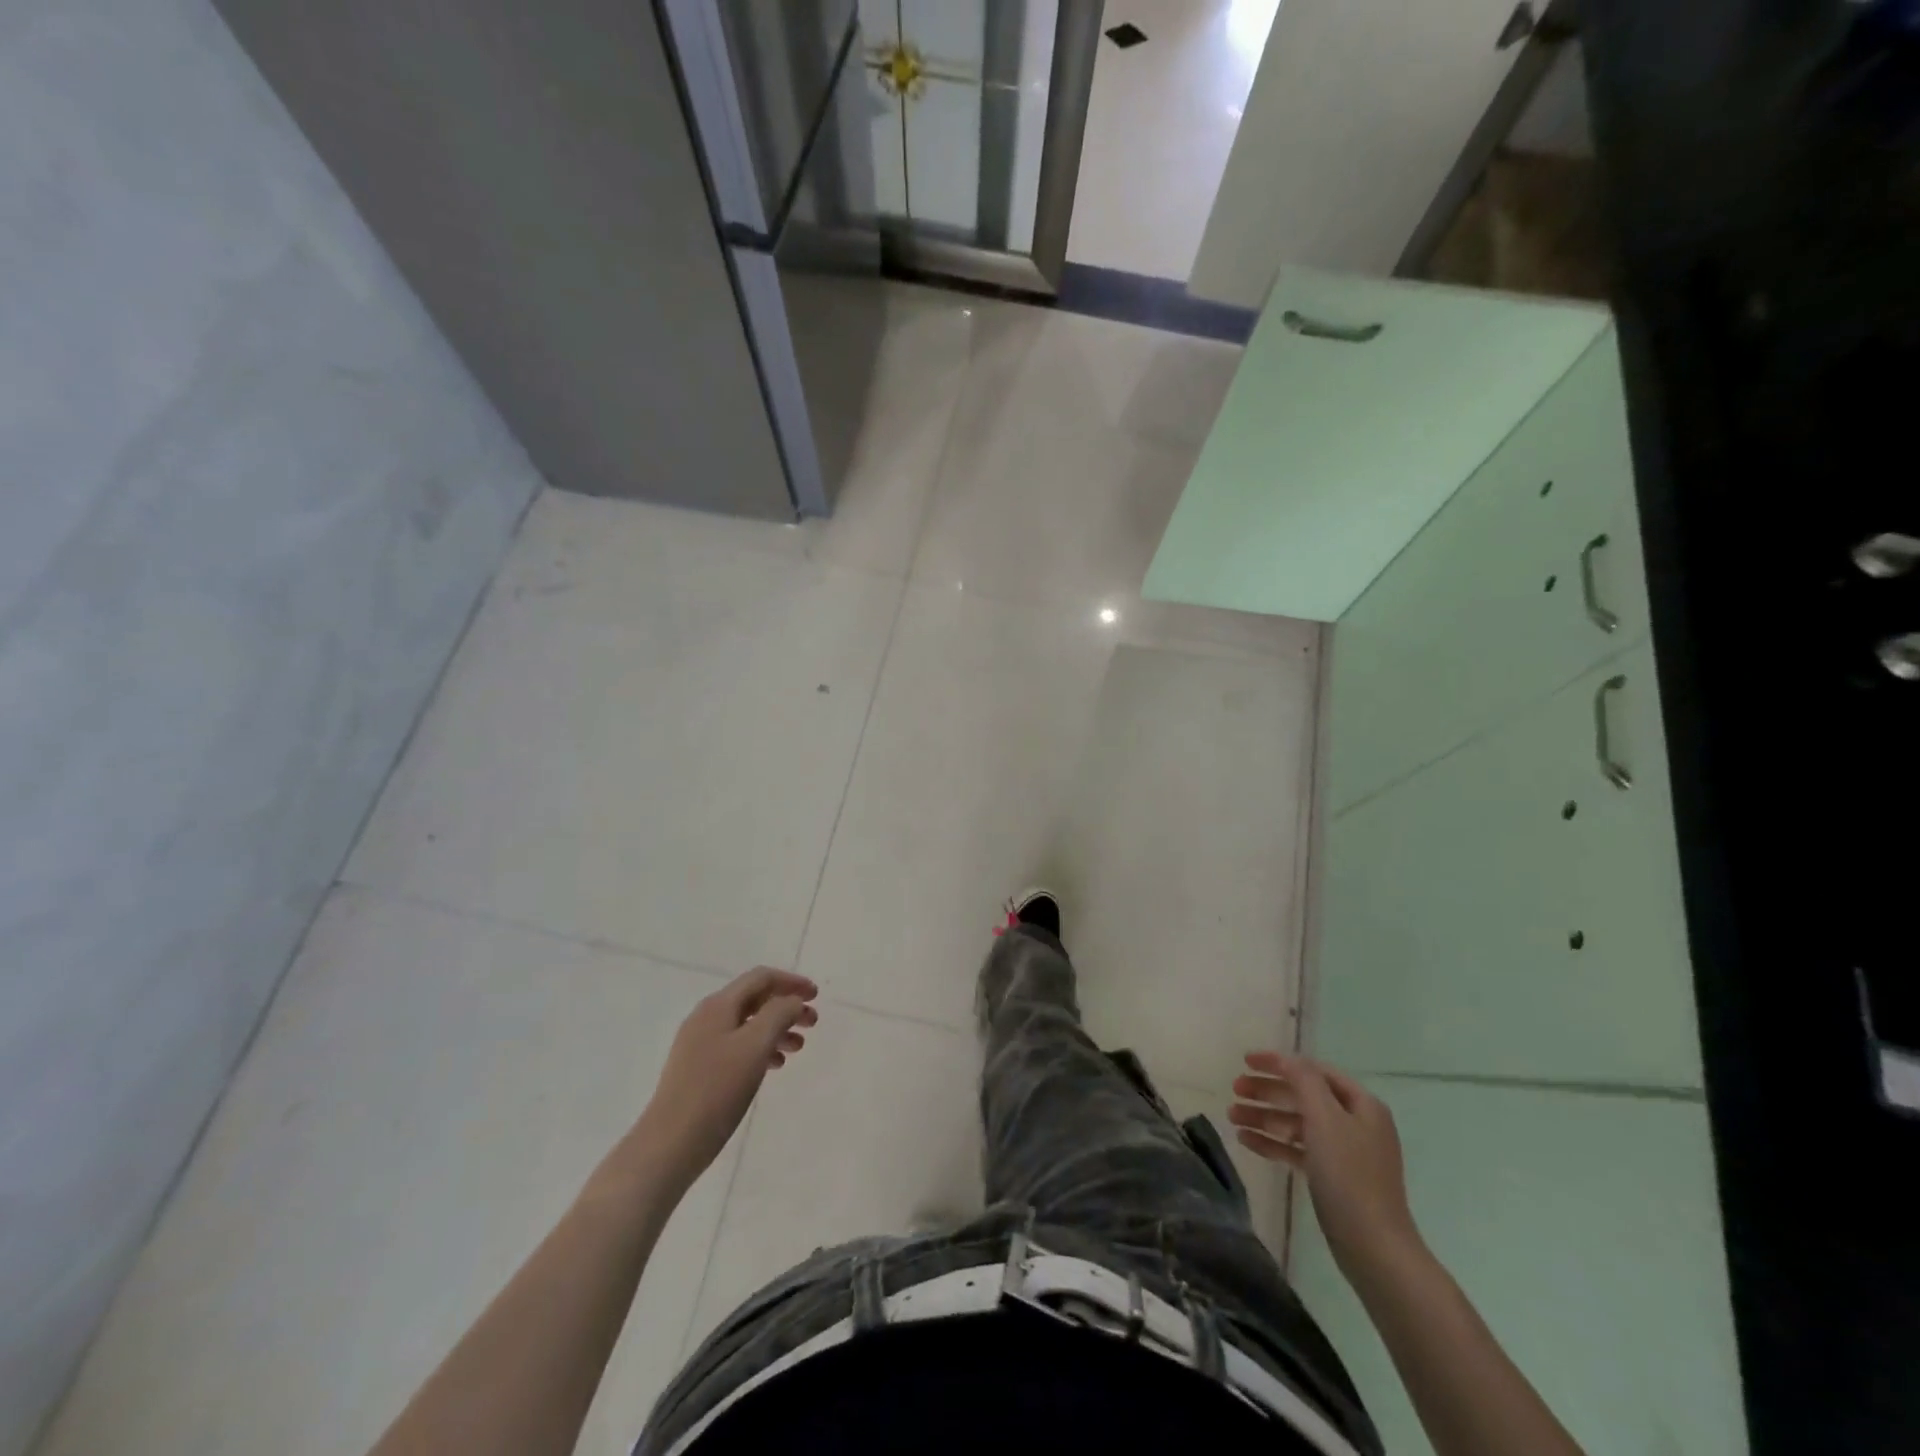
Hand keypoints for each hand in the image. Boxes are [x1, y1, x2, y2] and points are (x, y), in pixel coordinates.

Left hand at [638, 968, 817, 1192]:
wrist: (670, 1144)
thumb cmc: (717, 1090)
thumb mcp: (755, 1046)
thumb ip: (779, 1014)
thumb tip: (792, 1000)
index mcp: (718, 1005)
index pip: (761, 978)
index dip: (791, 982)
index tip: (816, 996)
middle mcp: (706, 1017)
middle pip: (754, 999)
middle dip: (786, 1007)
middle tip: (812, 1024)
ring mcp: (699, 1043)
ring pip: (747, 1024)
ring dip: (776, 1029)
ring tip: (798, 1048)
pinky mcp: (698, 1069)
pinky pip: (737, 1046)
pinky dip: (760, 1049)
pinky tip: (774, 1066)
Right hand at [1230, 1051, 1420, 1278]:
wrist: (1374, 1248)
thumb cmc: (1349, 1175)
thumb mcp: (1325, 1119)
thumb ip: (1304, 1081)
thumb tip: (1288, 1059)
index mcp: (1361, 1104)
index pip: (1314, 1070)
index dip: (1279, 1062)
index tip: (1245, 1061)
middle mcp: (1355, 1123)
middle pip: (1303, 1096)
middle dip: (1267, 1091)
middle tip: (1234, 1089)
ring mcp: (1344, 1152)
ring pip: (1297, 1123)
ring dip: (1264, 1117)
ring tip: (1232, 1116)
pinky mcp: (1332, 1178)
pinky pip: (1297, 1150)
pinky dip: (1273, 1143)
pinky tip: (1246, 1141)